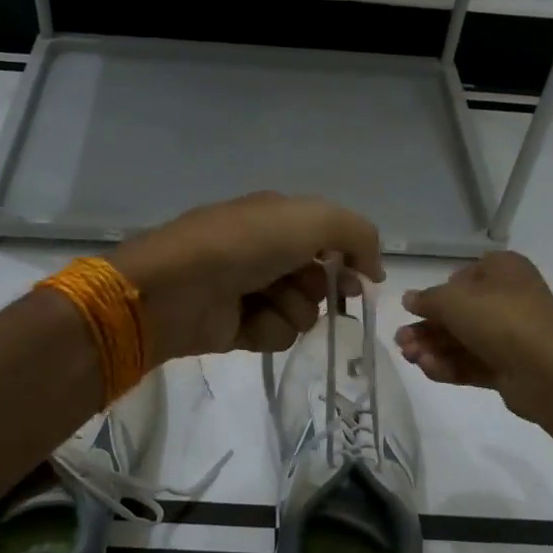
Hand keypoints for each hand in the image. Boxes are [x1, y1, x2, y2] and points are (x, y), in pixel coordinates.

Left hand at [113, 193, 383, 363]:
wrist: (179, 287)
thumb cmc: (245, 244)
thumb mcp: (311, 219)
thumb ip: (357, 234)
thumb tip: (373, 270)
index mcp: (277, 218)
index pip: (329, 238)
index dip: (350, 257)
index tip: (364, 278)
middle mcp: (266, 252)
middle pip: (320, 279)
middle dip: (325, 287)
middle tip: (321, 290)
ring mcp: (251, 291)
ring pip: (303, 311)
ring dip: (295, 308)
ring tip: (268, 300)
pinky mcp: (239, 327)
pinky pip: (277, 334)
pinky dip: (269, 328)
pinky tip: (249, 320)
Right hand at [396, 251, 552, 415]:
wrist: (548, 370)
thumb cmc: (500, 319)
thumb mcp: (453, 300)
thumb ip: (427, 300)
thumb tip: (410, 299)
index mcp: (503, 271)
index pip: (463, 277)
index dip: (438, 292)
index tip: (417, 308)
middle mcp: (507, 300)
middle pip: (457, 314)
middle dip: (426, 329)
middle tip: (401, 342)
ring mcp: (509, 336)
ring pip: (461, 341)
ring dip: (432, 349)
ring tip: (410, 358)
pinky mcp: (507, 368)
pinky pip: (471, 363)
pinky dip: (449, 366)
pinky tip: (428, 369)